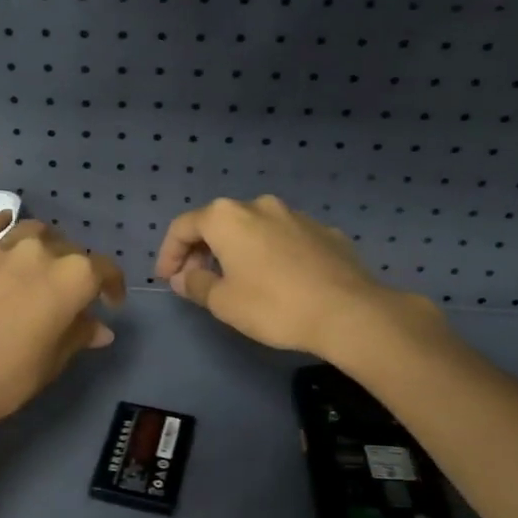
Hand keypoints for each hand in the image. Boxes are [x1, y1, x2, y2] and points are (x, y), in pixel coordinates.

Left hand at [0, 212, 124, 437]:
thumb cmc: (6, 378)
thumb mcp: (52, 362)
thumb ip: (78, 335)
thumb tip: (100, 328)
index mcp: (71, 278)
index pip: (103, 270)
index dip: (112, 285)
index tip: (110, 304)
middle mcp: (38, 253)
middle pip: (67, 248)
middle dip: (76, 267)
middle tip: (70, 292)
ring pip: (31, 232)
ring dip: (43, 243)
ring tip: (41, 261)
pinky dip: (0, 224)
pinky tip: (4, 222)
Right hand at [155, 195, 441, 361]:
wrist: (348, 312)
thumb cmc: (273, 306)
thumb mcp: (223, 302)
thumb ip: (196, 284)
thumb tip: (184, 277)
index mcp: (227, 217)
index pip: (183, 227)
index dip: (169, 254)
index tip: (168, 280)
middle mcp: (259, 206)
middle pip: (218, 223)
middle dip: (201, 250)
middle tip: (197, 281)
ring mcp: (295, 215)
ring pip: (253, 228)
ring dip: (237, 250)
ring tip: (236, 280)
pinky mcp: (323, 231)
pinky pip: (284, 238)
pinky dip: (270, 253)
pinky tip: (277, 280)